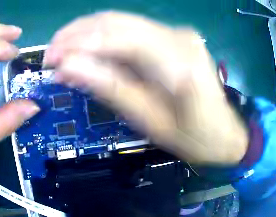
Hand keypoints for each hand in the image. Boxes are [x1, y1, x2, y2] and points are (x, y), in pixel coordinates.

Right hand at [44, 11, 247, 163]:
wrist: (224, 132)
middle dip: (75, 34)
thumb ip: (110, 88)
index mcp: (177, 63)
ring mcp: (177, 32)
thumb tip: (67, 68)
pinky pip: (131, 28)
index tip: (50, 61)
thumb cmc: (193, 137)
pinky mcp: (173, 34)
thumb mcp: (150, 122)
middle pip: (115, 21)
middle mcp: (178, 36)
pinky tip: (88, 48)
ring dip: (86, 32)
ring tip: (63, 50)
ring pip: (120, 20)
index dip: (77, 45)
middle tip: (52, 54)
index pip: (116, 38)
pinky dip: (104, 35)